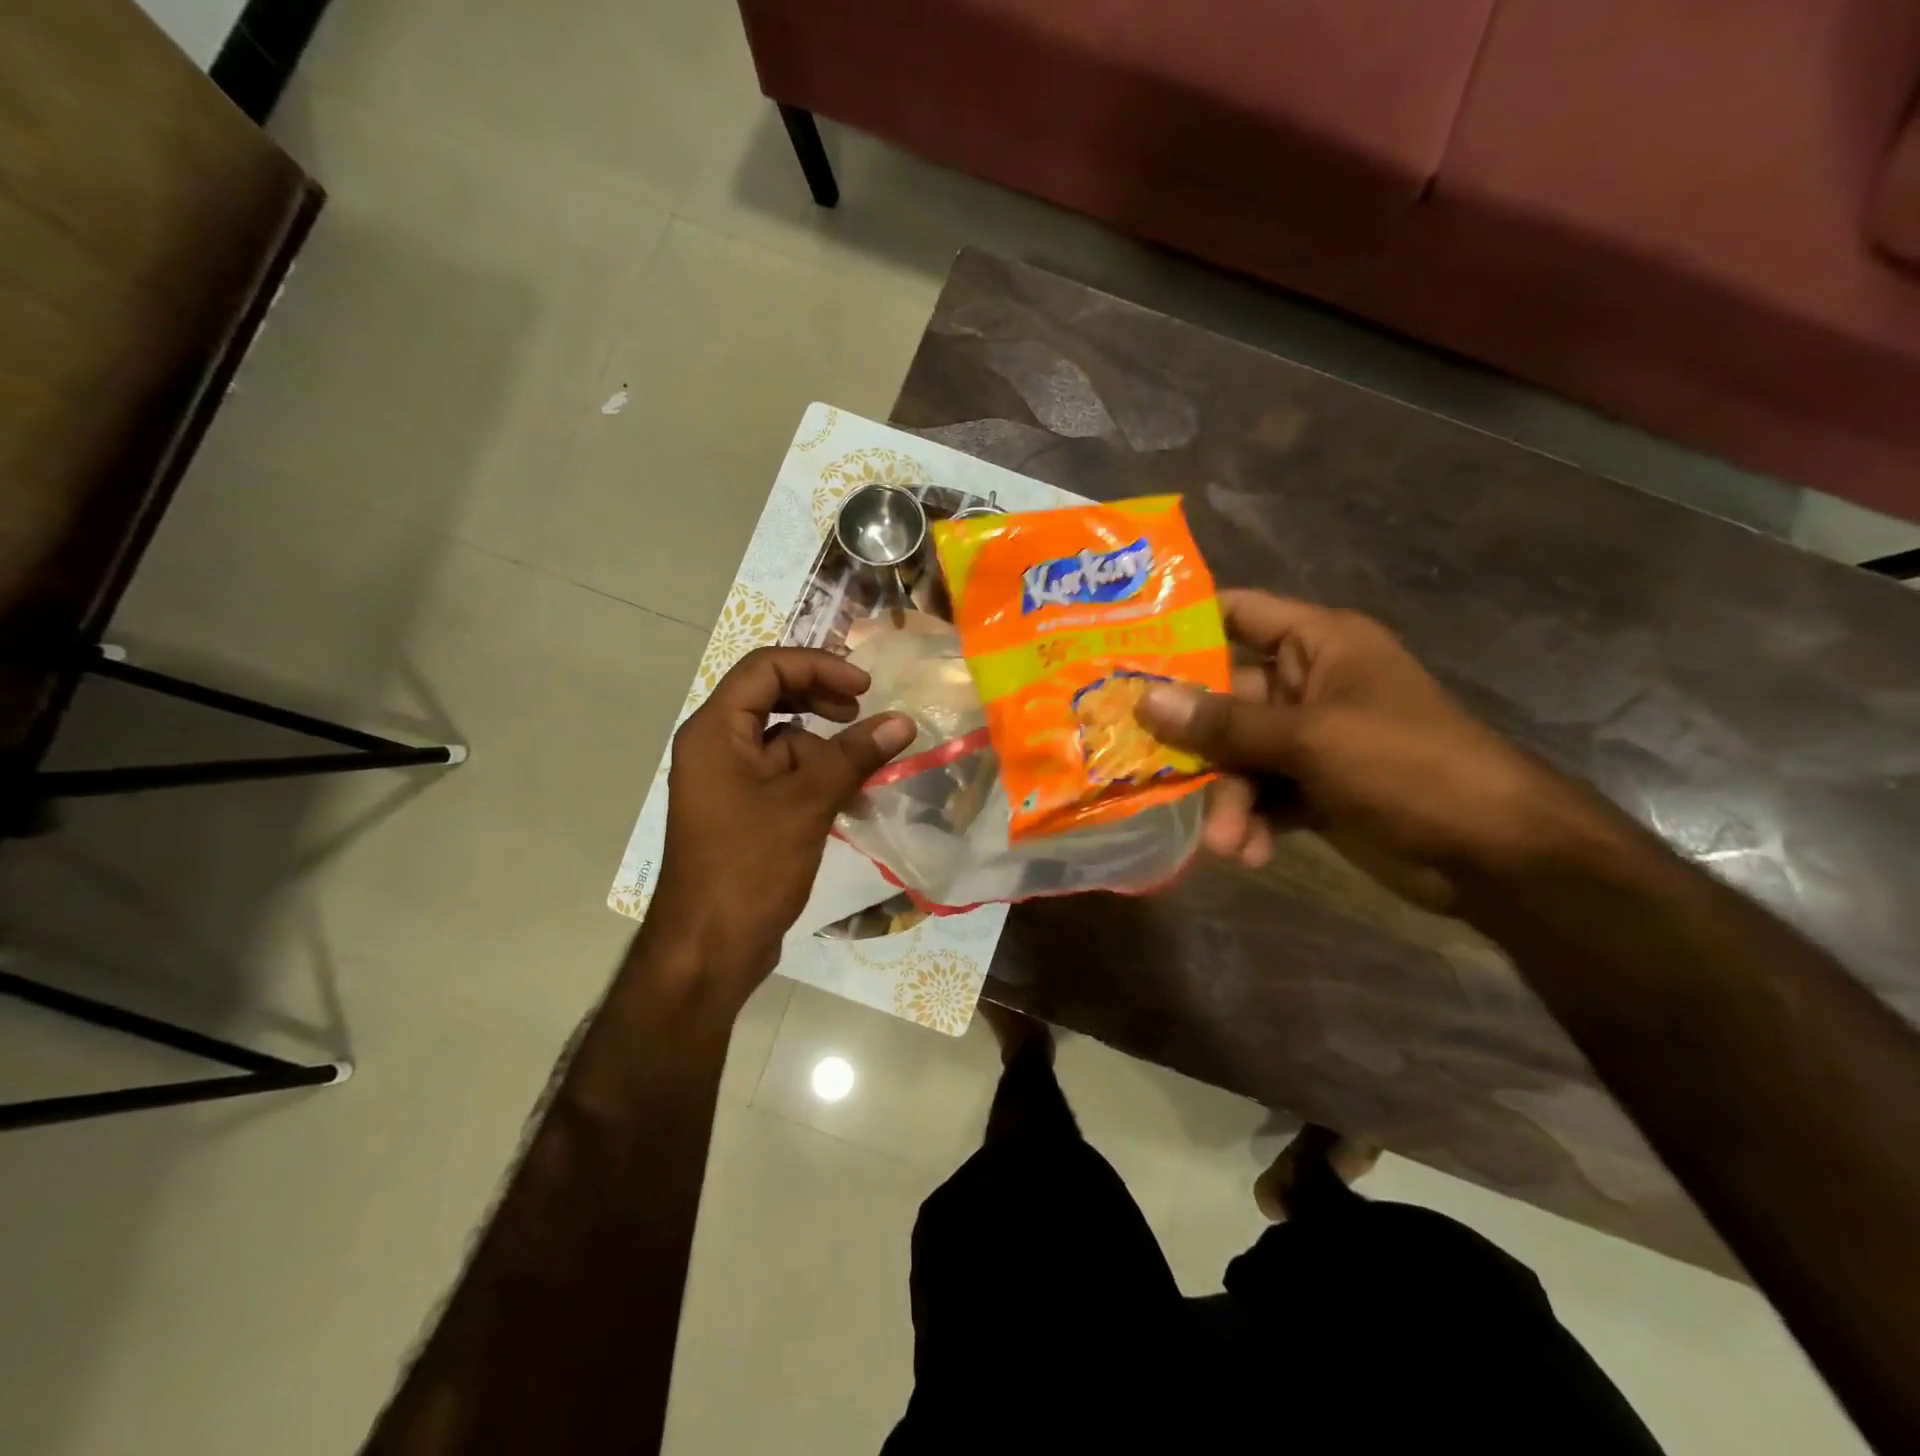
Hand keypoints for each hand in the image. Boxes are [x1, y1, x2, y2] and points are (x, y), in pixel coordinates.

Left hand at [651, 647, 914, 980]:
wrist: (708, 949)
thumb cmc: (748, 867)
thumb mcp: (806, 804)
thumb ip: (853, 756)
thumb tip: (902, 722)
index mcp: (715, 732)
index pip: (765, 668)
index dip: (817, 666)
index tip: (864, 688)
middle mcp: (715, 747)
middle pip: (772, 698)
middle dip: (821, 699)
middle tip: (864, 711)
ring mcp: (728, 782)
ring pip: (784, 742)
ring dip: (827, 749)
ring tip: (867, 770)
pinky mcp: (743, 812)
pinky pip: (784, 777)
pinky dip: (818, 780)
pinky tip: (852, 803)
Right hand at [1135, 591, 1595, 910]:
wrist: (1496, 855)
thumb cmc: (1410, 765)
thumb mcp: (1312, 738)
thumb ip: (1225, 722)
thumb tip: (1145, 699)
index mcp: (1317, 644)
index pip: (1237, 613)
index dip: (1183, 624)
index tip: (1124, 647)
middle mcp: (1306, 685)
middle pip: (1222, 699)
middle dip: (1194, 743)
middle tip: (1143, 768)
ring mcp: (1307, 740)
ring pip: (1235, 757)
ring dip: (1224, 799)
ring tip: (1224, 840)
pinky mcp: (1310, 789)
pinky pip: (1258, 796)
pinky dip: (1248, 822)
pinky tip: (1248, 853)